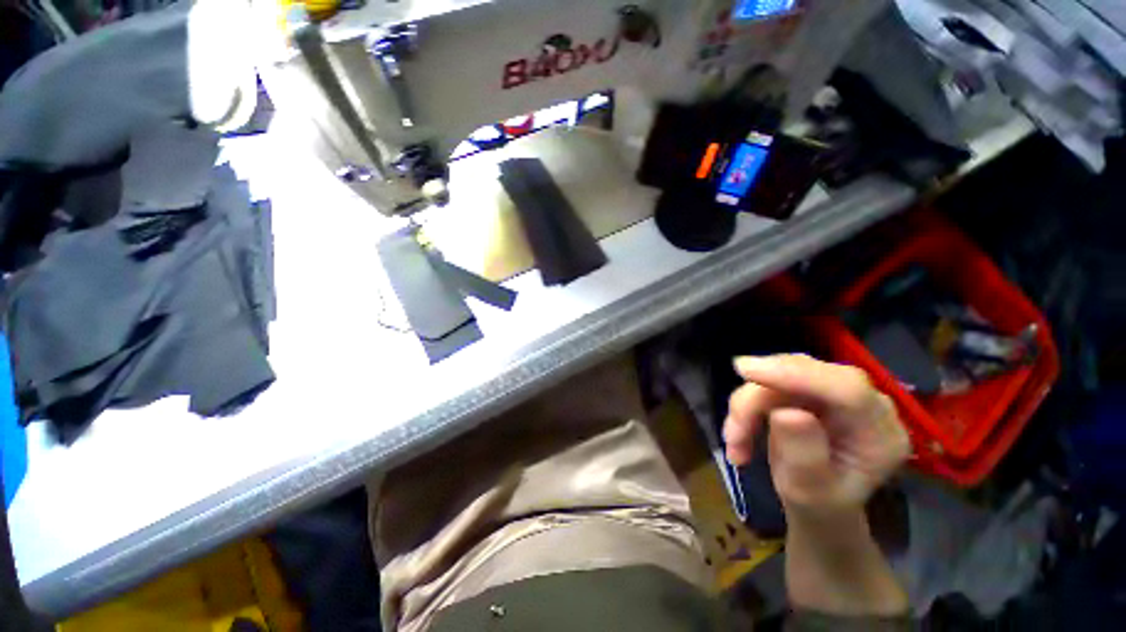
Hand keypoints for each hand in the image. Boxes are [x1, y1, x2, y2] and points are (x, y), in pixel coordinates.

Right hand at [724, 354, 909, 517]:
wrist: (819, 506)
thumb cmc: (819, 506)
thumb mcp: (809, 492)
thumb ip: (804, 455)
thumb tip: (785, 413)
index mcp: (879, 433)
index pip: (846, 388)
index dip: (796, 374)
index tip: (747, 372)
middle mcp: (864, 403)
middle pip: (805, 373)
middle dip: (759, 396)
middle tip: (732, 430)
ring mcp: (834, 393)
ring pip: (779, 374)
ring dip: (747, 406)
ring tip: (734, 444)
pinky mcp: (809, 389)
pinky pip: (769, 382)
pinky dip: (746, 406)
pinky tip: (739, 435)